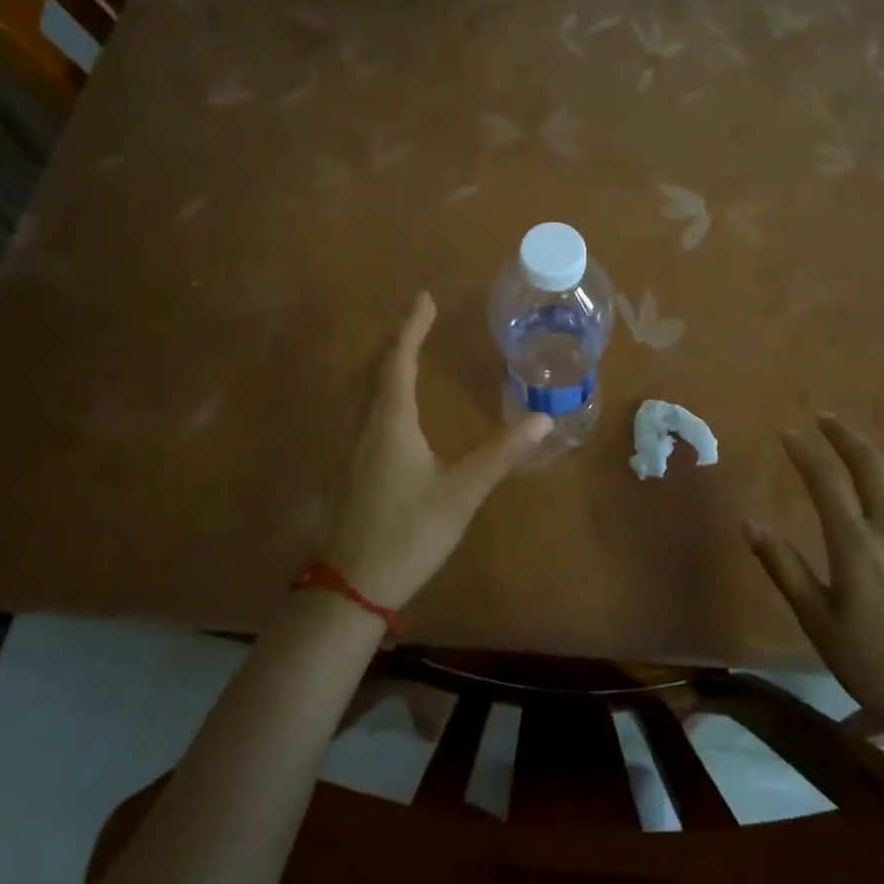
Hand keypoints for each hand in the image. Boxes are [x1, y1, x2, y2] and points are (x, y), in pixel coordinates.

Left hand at [322, 292, 551, 610]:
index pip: (398, 360)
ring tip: (404, 352)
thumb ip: (502, 453)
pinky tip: (385, 407)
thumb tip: (543, 419)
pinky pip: (355, 410)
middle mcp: (361, 425)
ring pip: (360, 389)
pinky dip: (373, 389)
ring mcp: (345, 447)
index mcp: (389, 423)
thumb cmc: (410, 533)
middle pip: (374, 368)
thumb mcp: (462, 493)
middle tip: (419, 320)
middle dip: (396, 339)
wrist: (351, 586)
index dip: (412, 326)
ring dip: (382, 364)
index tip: (424, 298)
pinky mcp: (341, 467)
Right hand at [745, 414, 883, 764]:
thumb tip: (750, 523)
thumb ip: (784, 567)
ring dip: (878, 453)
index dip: (805, 450)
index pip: (826, 479)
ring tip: (858, 445)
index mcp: (856, 544)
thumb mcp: (818, 621)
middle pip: (870, 464)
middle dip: (844, 435)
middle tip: (824, 419)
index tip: (787, 433)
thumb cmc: (875, 666)